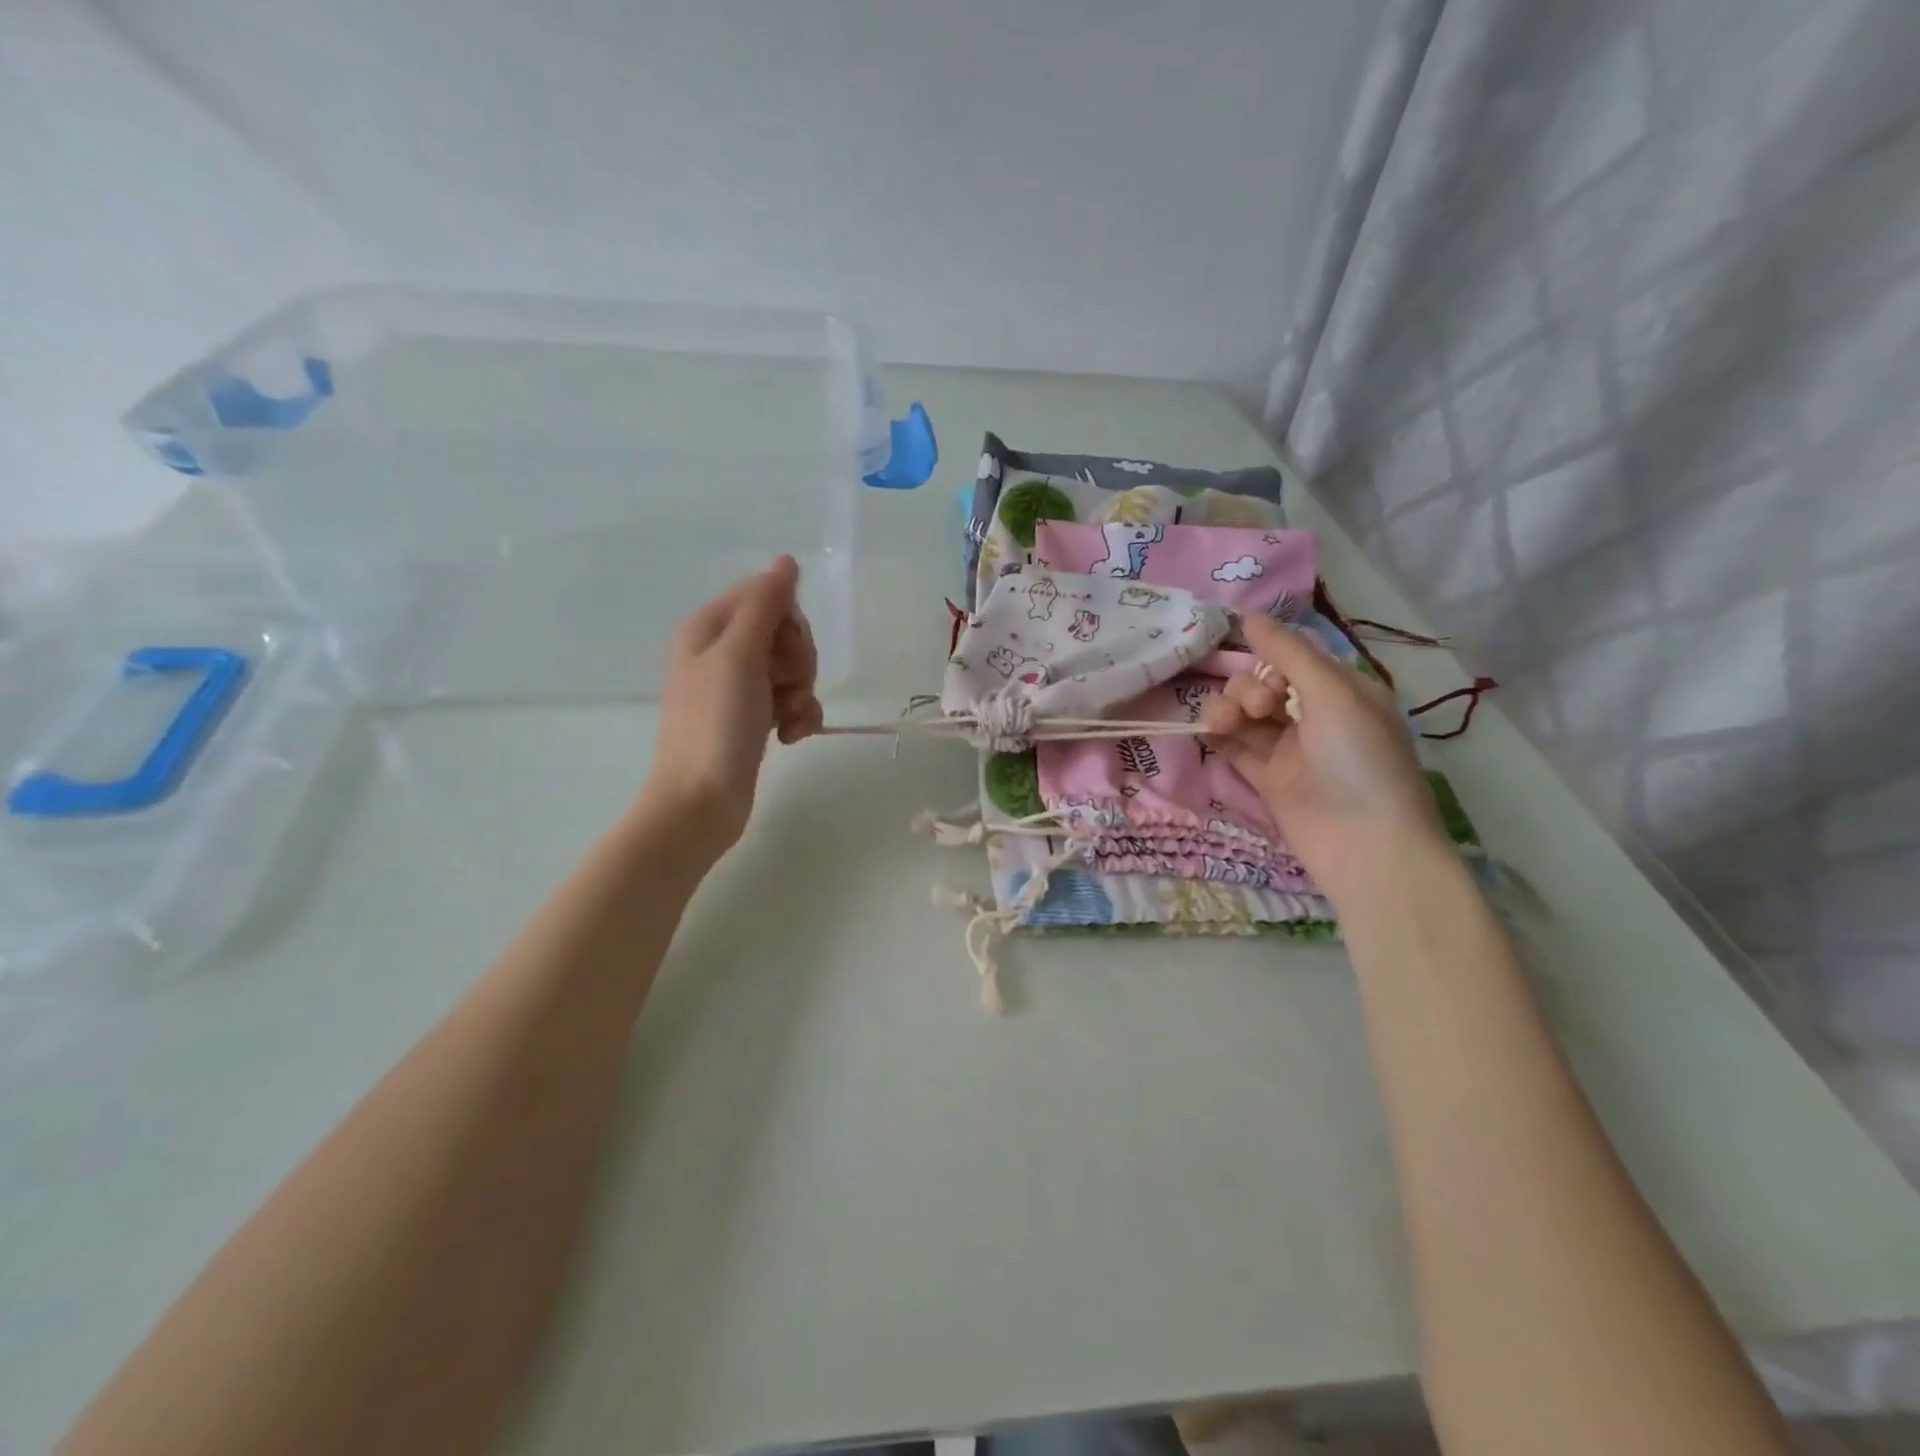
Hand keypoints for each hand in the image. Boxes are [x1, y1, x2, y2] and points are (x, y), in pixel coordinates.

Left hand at [642, 557, 821, 857]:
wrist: (701, 802)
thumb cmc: (716, 725)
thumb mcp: (739, 655)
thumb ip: (764, 604)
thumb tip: (785, 561)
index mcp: (709, 628)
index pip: (766, 596)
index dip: (788, 622)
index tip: (785, 652)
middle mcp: (721, 652)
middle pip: (783, 632)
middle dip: (798, 659)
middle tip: (787, 686)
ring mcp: (737, 688)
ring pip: (791, 668)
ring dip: (802, 692)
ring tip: (789, 720)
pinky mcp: (752, 718)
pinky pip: (790, 700)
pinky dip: (798, 716)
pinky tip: (791, 737)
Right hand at [1200, 615, 1447, 904]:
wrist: (1364, 844)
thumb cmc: (1359, 759)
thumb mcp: (1332, 694)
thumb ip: (1288, 653)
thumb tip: (1247, 615)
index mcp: (1342, 690)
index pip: (1292, 658)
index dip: (1267, 658)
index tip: (1256, 663)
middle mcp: (1314, 715)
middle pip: (1261, 683)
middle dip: (1248, 688)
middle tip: (1259, 709)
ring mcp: (1288, 749)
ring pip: (1243, 713)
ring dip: (1227, 710)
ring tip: (1223, 724)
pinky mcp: (1266, 778)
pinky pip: (1234, 745)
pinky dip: (1219, 735)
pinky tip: (1208, 730)